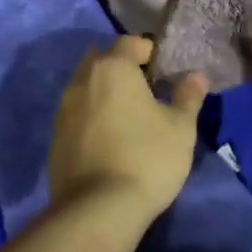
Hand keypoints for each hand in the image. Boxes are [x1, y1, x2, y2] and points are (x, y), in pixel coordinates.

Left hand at [47, 38, 207, 218]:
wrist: (98, 209)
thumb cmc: (147, 158)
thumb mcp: (180, 128)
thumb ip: (188, 97)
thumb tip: (196, 76)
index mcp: (112, 68)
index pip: (130, 43)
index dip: (149, 52)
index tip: (164, 72)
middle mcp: (81, 80)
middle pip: (102, 61)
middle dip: (122, 69)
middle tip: (146, 92)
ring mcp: (63, 109)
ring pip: (86, 87)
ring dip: (104, 94)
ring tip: (128, 118)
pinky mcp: (54, 138)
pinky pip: (76, 115)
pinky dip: (91, 118)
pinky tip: (109, 141)